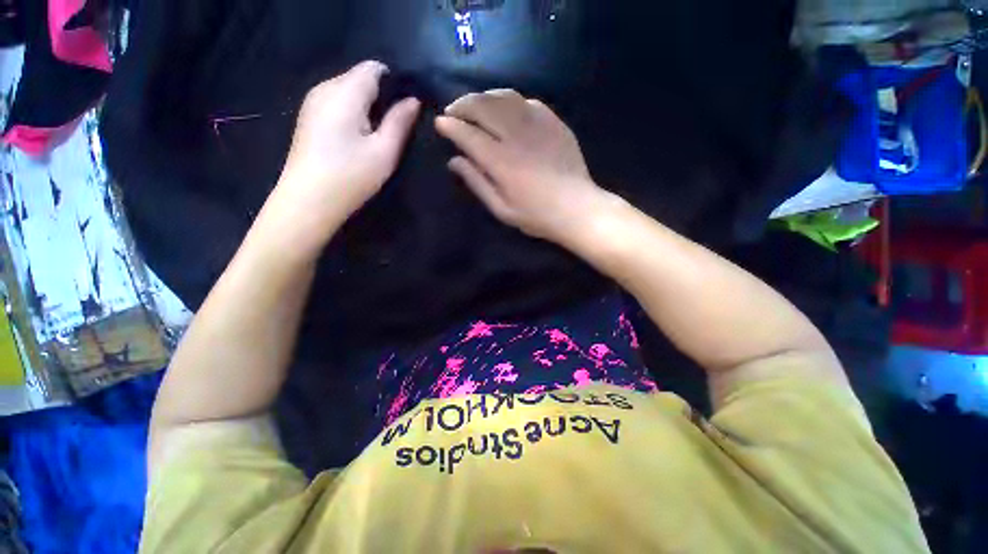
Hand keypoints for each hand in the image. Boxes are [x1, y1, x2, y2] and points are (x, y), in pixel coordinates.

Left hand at [264, 61, 420, 250]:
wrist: (308, 200)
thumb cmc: (351, 176)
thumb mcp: (384, 151)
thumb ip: (400, 122)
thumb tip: (413, 100)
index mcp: (345, 92)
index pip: (373, 68)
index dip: (395, 82)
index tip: (407, 107)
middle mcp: (325, 88)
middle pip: (359, 77)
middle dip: (381, 95)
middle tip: (397, 125)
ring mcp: (312, 102)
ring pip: (347, 91)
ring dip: (367, 106)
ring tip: (380, 134)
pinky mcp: (308, 118)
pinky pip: (336, 103)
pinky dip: (353, 113)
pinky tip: (359, 138)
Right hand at [435, 89, 608, 243]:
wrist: (576, 208)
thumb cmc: (536, 215)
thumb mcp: (501, 208)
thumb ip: (476, 182)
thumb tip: (453, 161)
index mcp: (501, 161)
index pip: (467, 134)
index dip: (450, 126)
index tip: (440, 123)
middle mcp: (516, 136)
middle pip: (483, 106)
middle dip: (462, 105)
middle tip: (454, 112)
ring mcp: (538, 125)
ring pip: (504, 97)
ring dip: (483, 97)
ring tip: (475, 107)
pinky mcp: (554, 122)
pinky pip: (526, 101)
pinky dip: (509, 102)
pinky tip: (505, 111)